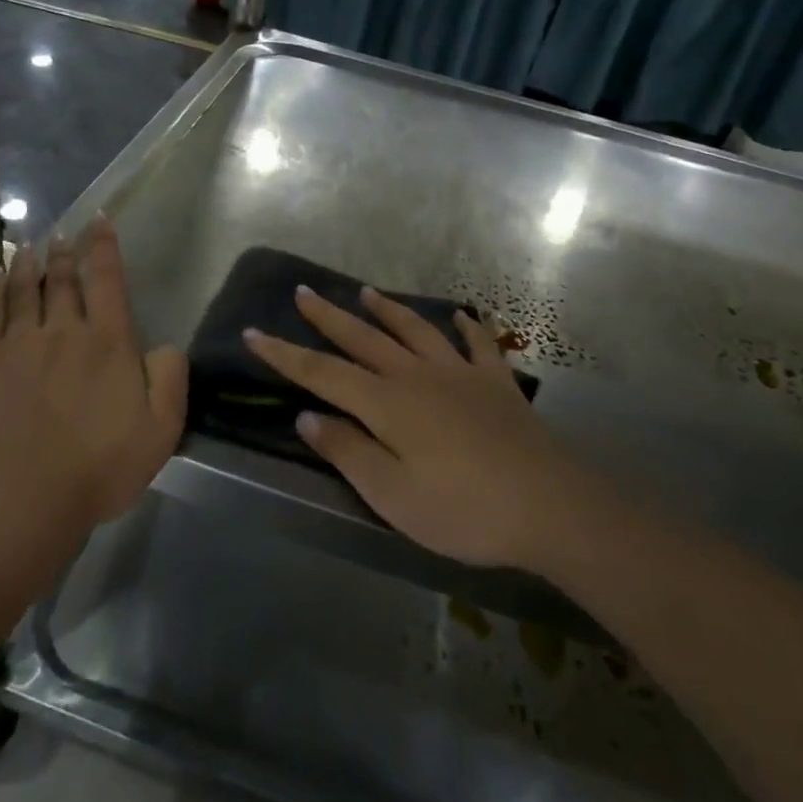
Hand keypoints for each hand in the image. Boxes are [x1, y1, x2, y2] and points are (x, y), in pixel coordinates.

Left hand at [0, 218, 186, 530]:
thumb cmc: (99, 467)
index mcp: (108, 341)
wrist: (21, 499)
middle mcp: (63, 330)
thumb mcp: (160, 430)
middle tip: (62, 231)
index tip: (99, 221)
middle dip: (66, 251)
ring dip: (29, 262)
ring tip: (30, 245)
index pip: (107, 279)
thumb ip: (170, 379)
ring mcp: (18, 343)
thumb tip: (165, 345)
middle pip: (63, 279)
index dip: (104, 246)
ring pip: (23, 288)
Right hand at [244, 287, 574, 569]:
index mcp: (386, 403)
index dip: (284, 354)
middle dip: (328, 317)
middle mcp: (416, 376)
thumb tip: (307, 415)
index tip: (254, 332)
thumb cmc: (462, 509)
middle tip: (303, 292)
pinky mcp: (496, 383)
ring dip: (387, 310)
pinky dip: (466, 327)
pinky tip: (460, 315)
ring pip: (414, 331)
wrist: (548, 505)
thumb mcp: (391, 495)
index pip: (321, 373)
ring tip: (365, 291)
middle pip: (363, 339)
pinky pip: (477, 344)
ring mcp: (459, 374)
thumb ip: (347, 451)